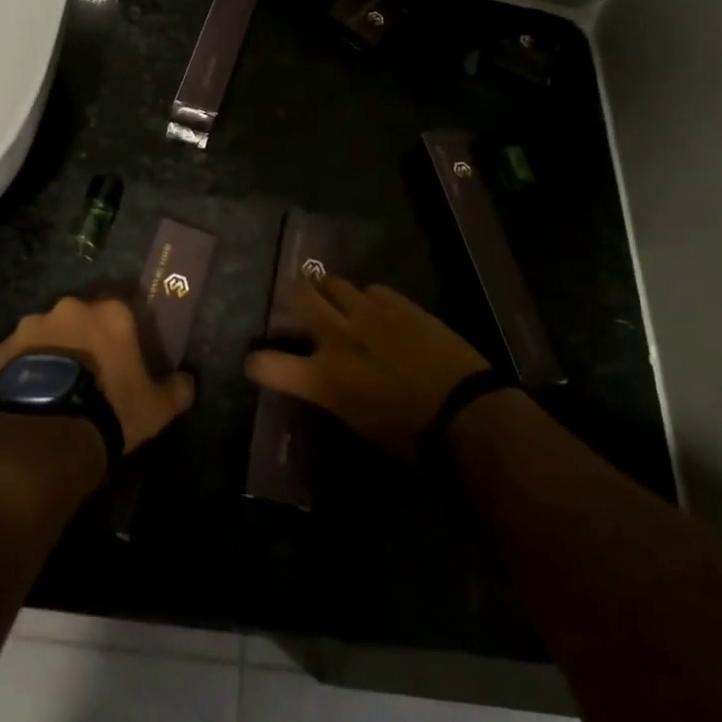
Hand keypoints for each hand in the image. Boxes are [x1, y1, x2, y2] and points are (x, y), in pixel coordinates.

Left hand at [0, 296, 195, 454]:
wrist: (47, 433)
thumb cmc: (111, 410)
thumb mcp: (156, 408)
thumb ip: (177, 389)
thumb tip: (188, 381)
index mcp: (111, 313)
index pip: (122, 314)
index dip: (122, 339)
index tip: (121, 363)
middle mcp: (70, 309)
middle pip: (81, 320)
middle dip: (84, 341)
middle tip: (88, 375)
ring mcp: (31, 327)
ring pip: (47, 335)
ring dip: (52, 353)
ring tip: (55, 389)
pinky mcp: (1, 350)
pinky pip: (18, 356)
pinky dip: (25, 370)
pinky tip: (31, 397)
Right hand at [244, 276, 490, 463]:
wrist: (465, 414)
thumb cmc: (410, 438)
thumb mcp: (356, 422)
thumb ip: (331, 393)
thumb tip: (325, 381)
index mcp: (321, 378)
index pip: (265, 364)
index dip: (257, 362)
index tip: (260, 363)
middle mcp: (337, 337)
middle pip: (297, 296)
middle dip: (291, 296)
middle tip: (295, 303)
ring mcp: (369, 314)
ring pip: (333, 283)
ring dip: (328, 291)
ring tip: (334, 299)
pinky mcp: (400, 304)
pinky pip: (372, 289)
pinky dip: (367, 298)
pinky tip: (377, 310)